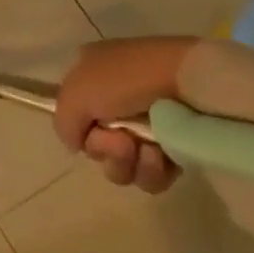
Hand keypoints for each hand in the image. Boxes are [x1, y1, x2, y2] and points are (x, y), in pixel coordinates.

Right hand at [54, 37, 197, 193]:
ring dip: (131, 163)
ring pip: (123, 165)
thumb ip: (63, 121)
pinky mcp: (175, 148)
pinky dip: (154, 170)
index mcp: (91, 77)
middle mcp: (115, 101)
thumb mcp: (77, 91)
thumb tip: (74, 145)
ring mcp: (147, 126)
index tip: (91, 129)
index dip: (80, 129)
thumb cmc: (128, 79)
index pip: (74, 117)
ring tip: (149, 149)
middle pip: (97, 146)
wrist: (190, 83)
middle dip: (107, 150)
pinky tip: (164, 156)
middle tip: (123, 141)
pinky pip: (152, 176)